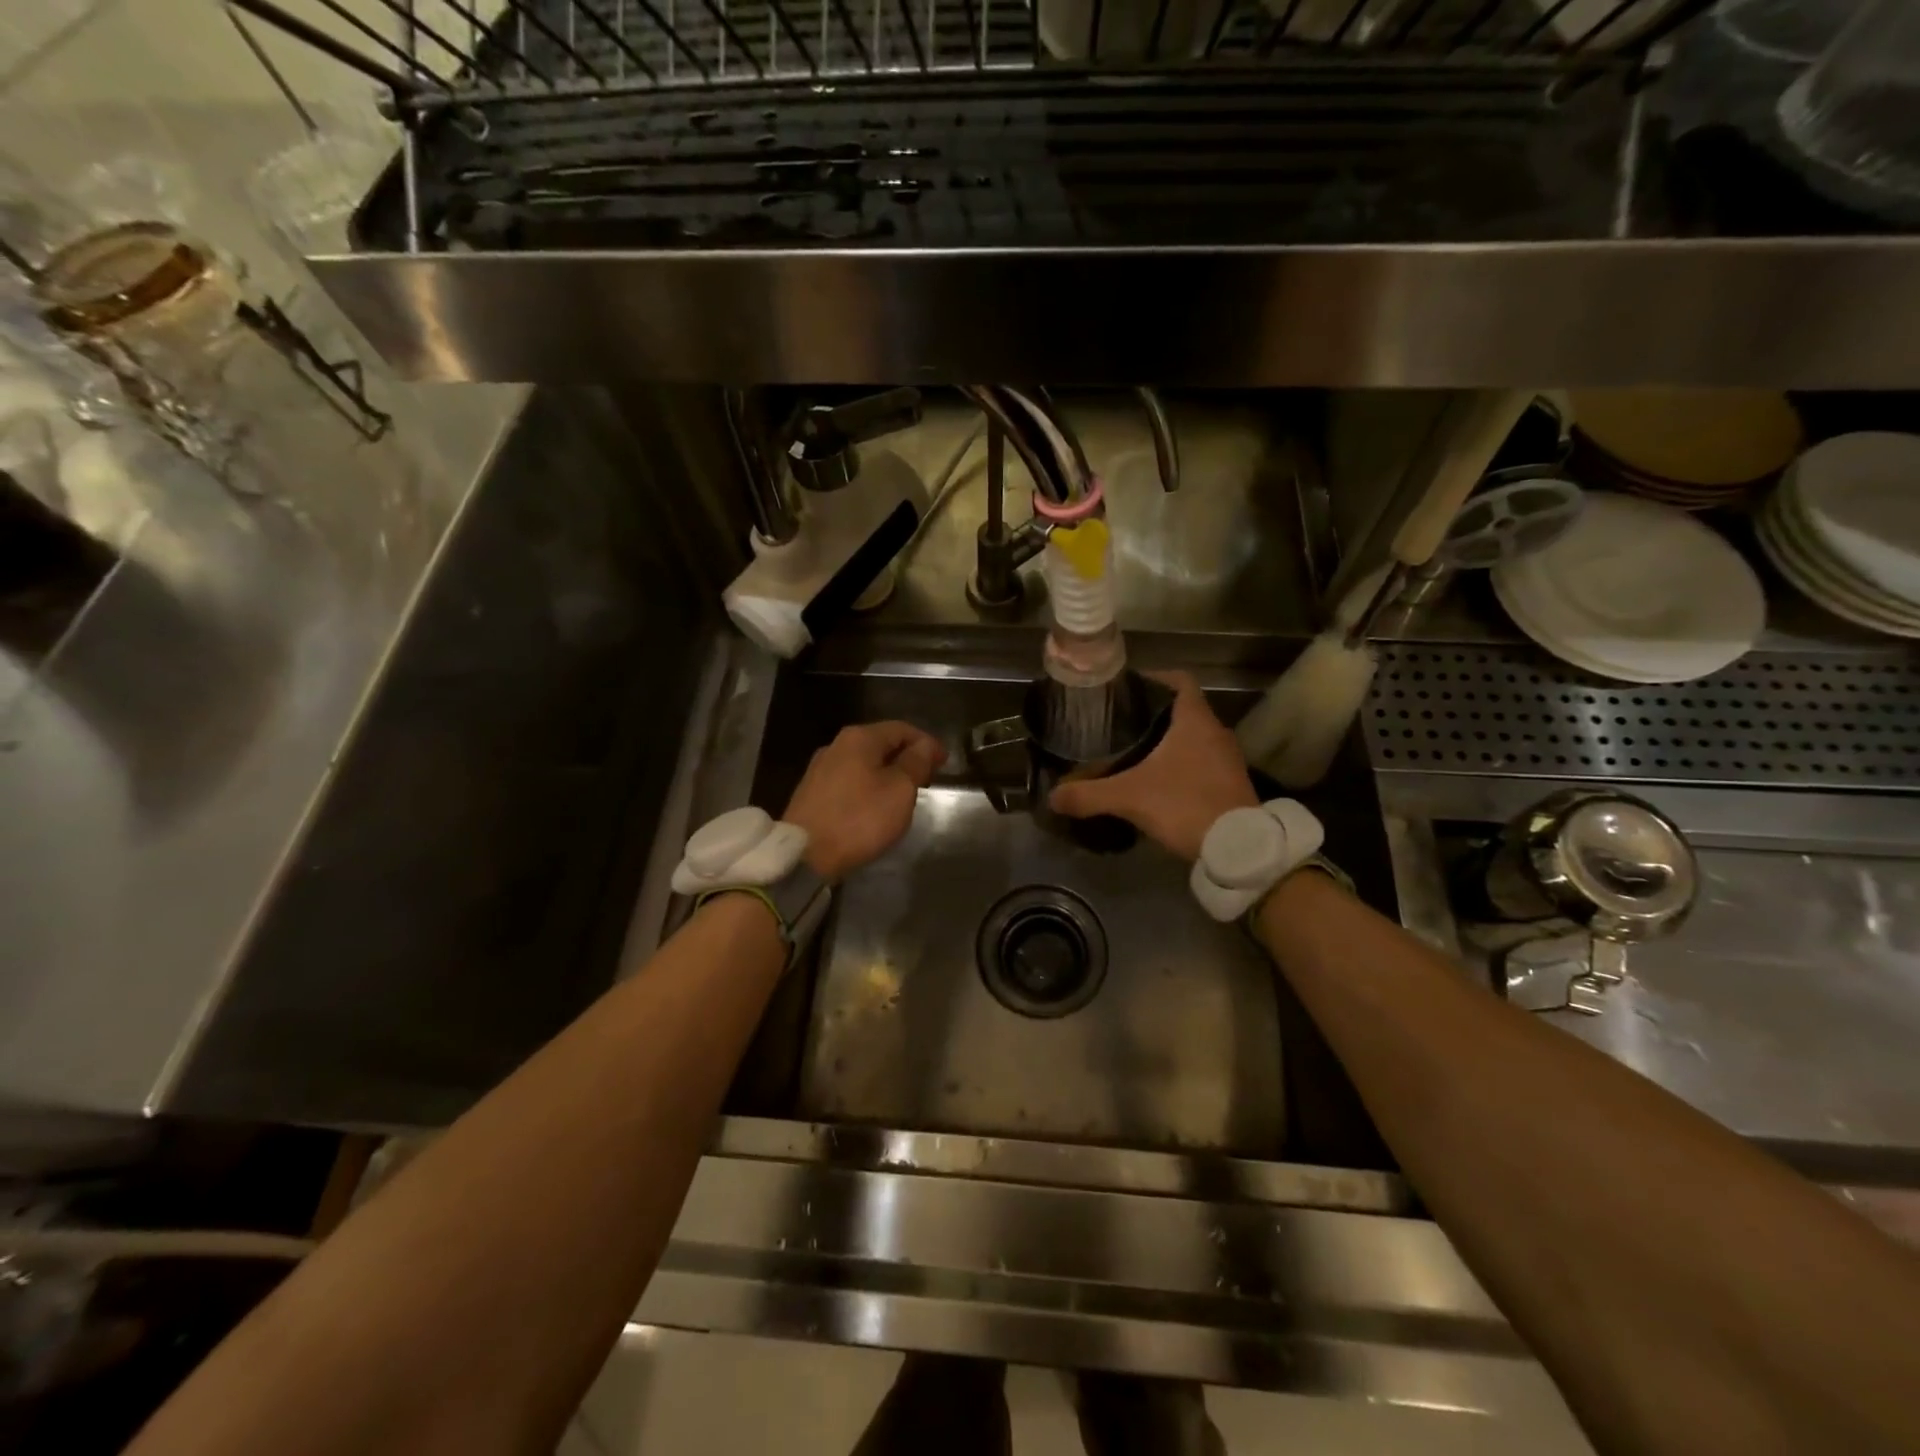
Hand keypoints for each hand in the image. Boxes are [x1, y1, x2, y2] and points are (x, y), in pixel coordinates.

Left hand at [783, 721, 946, 881]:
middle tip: (928, 778)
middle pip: (881, 743)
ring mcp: (820, 769)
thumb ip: (915, 763)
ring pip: (864, 763)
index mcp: (859, 738)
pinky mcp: (812, 793)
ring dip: (888, 773)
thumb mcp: (899, 790)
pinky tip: (877, 805)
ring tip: (905, 793)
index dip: (927, 743)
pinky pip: (850, 781)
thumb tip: (924, 745)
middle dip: (907, 757)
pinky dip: (870, 786)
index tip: (944, 763)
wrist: (805, 855)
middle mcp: (836, 746)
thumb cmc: (859, 818)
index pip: (902, 729)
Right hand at [1048, 672, 1255, 861]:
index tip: (1129, 688)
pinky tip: (1159, 782)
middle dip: (1155, 714)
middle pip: (1184, 710)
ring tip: (1135, 751)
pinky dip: (1182, 765)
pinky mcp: (1232, 784)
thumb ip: (1089, 794)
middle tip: (1121, 723)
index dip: (1156, 678)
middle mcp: (1216, 732)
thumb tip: (1052, 797)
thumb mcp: (1129, 798)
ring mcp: (1228, 759)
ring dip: (1169, 741)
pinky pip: (1203, 762)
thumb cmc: (1185, 805)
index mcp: (1195, 721)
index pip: (1180, 681)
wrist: (1238, 848)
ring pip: (1194, 738)